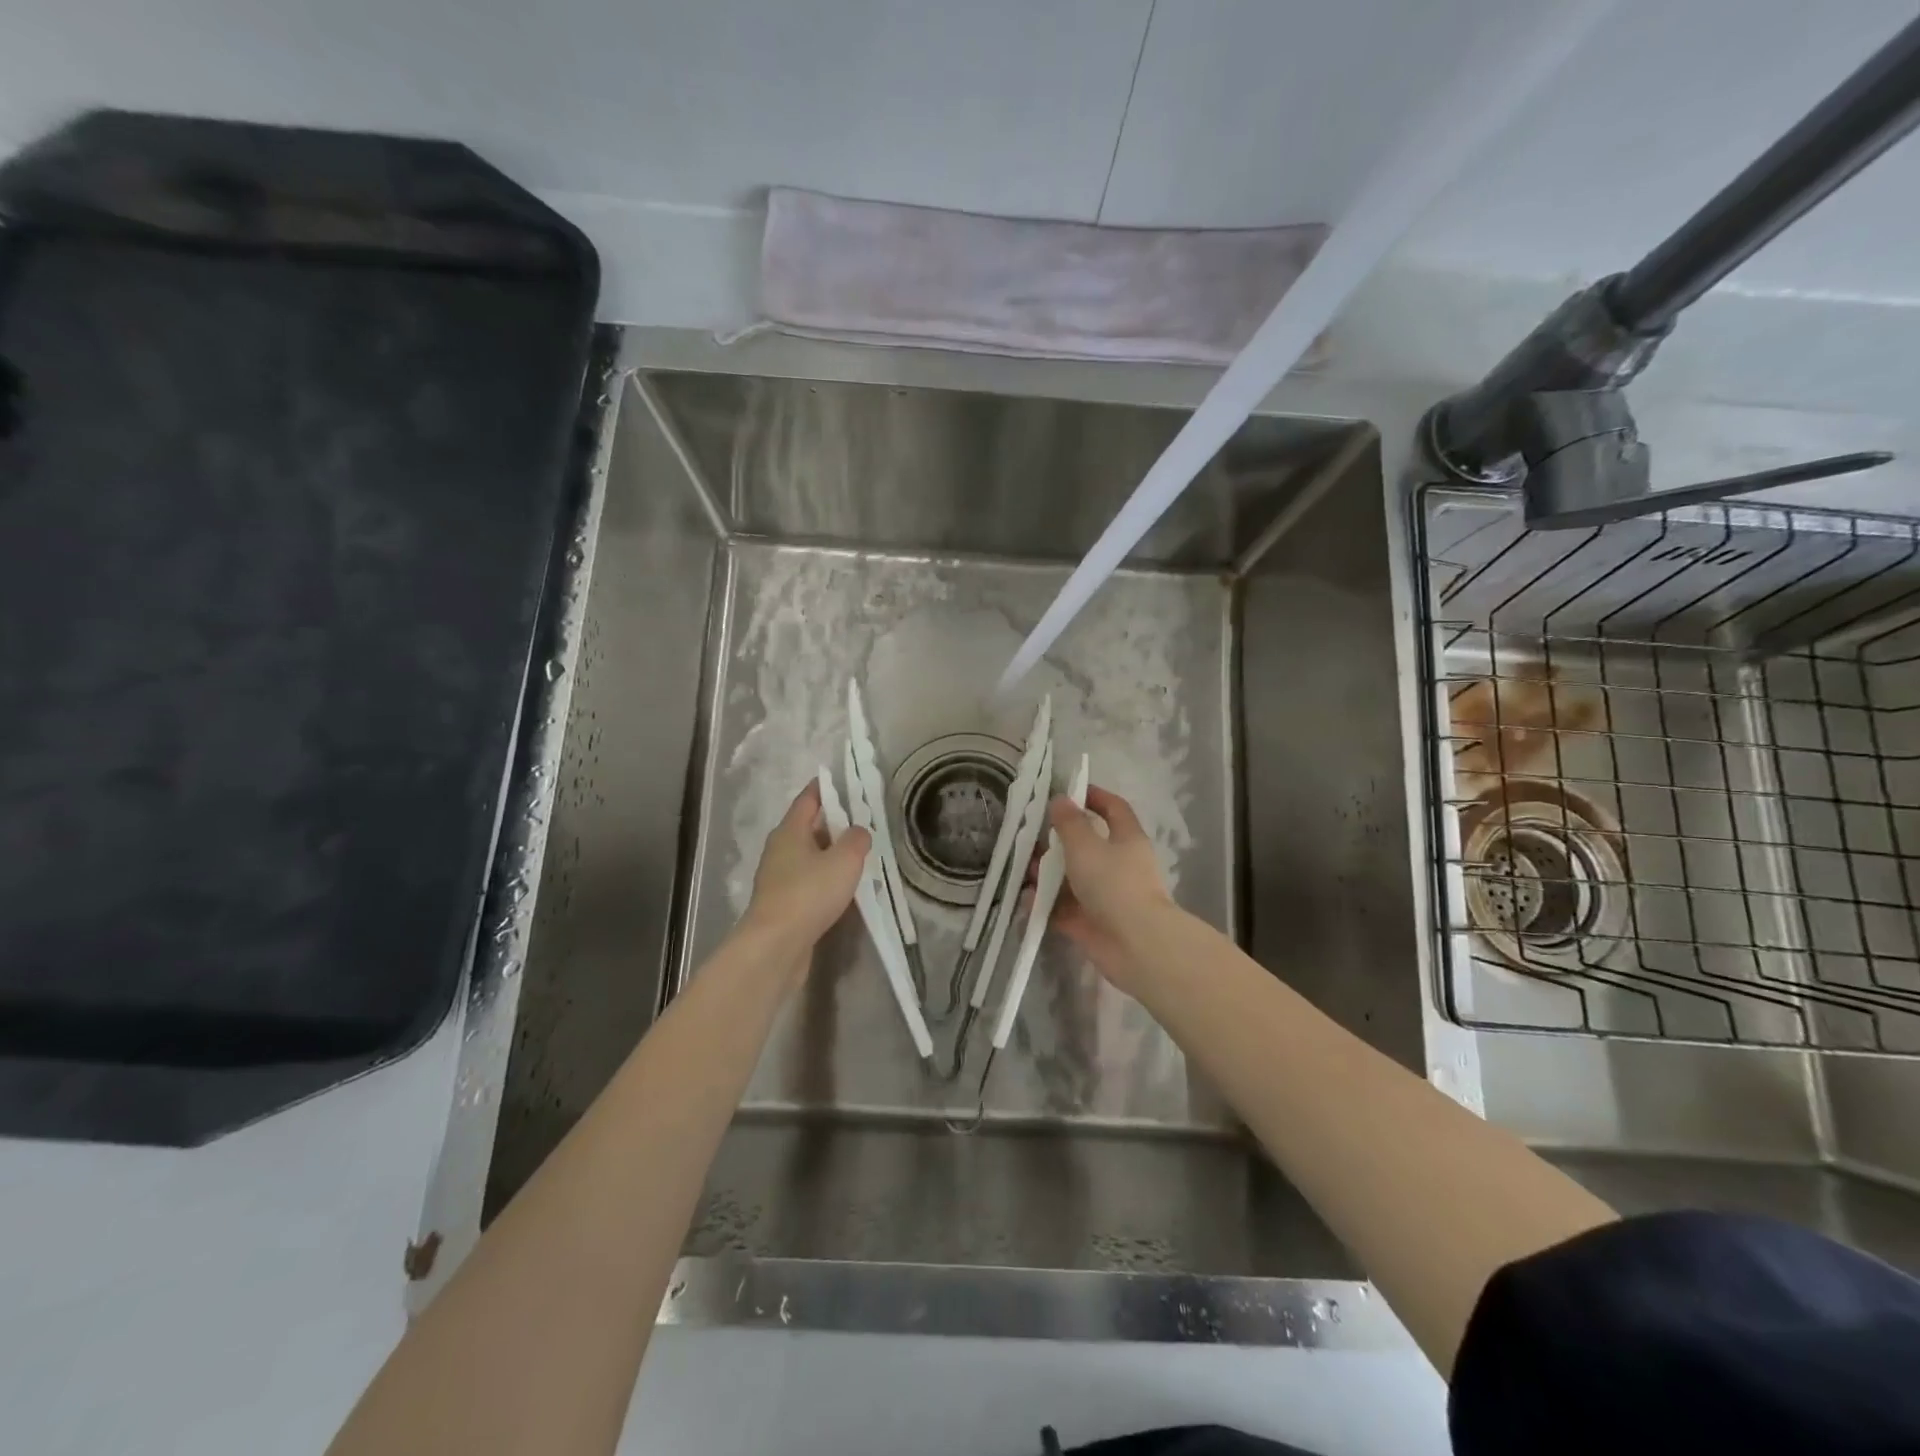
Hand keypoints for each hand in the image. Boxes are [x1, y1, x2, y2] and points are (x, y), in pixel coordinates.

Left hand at [743, 782, 870, 951]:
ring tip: (859, 854)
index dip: (825, 788)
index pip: (808, 799)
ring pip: (809, 856)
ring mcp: (778, 878)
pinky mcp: (783, 904)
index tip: (843, 780)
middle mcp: (780, 849)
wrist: (776, 945)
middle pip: (808, 827)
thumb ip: (857, 840)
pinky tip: (844, 887)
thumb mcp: (844, 860)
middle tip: (863, 819)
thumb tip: (859, 831)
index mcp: (790, 831)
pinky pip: (808, 881)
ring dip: (831, 853)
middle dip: (834, 822)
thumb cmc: (809, 893)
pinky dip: (825, 878)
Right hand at [1043, 785, 1174, 993]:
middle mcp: (1118, 865)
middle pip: (1087, 845)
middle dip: (1058, 840)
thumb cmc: (1114, 884)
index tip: (1069, 791)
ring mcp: (1105, 896)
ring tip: (1024, 869)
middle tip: (1031, 835)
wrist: (1135, 945)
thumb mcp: (1085, 845)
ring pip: (1072, 878)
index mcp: (1126, 839)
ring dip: (1048, 873)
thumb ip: (1069, 822)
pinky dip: (1046, 903)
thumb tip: (1060, 800)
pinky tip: (1026, 899)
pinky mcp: (1091, 923)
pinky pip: (1064, 908)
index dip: (1094, 796)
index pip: (1113, 808)